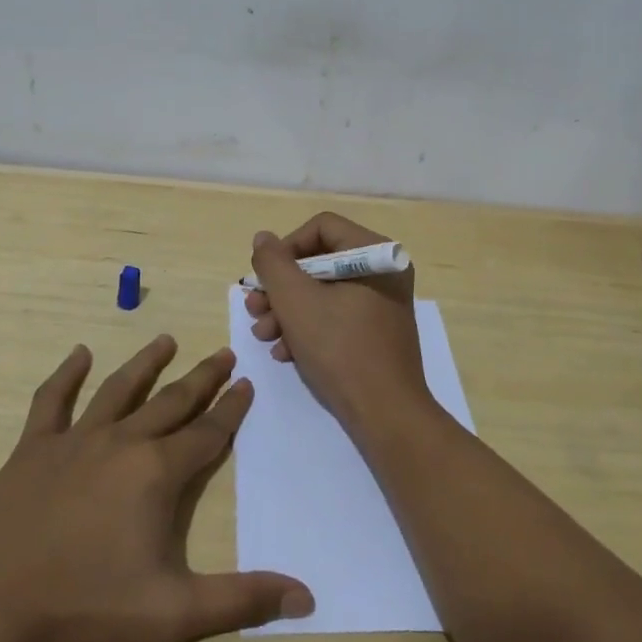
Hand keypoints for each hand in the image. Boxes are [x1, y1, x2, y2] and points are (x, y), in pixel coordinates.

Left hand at [0, 336, 312, 641]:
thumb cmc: (86, 609)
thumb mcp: (173, 613)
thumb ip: (241, 600)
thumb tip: (306, 596)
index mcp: (156, 473)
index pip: (207, 433)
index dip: (231, 409)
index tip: (247, 383)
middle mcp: (122, 442)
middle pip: (171, 402)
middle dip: (202, 378)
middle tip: (223, 353)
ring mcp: (74, 441)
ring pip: (119, 389)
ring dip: (146, 363)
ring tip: (166, 340)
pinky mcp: (33, 449)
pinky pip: (52, 401)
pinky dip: (66, 374)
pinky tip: (78, 354)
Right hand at [245, 213, 431, 434]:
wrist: (385, 415)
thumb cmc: (340, 349)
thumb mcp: (296, 301)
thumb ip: (273, 264)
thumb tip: (263, 239)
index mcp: (375, 253)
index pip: (321, 227)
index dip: (286, 248)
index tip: (265, 278)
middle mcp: (383, 271)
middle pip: (319, 261)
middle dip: (281, 287)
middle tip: (255, 310)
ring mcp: (382, 303)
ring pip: (323, 291)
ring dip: (288, 311)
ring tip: (264, 335)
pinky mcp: (376, 331)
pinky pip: (337, 315)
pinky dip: (308, 328)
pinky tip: (286, 352)